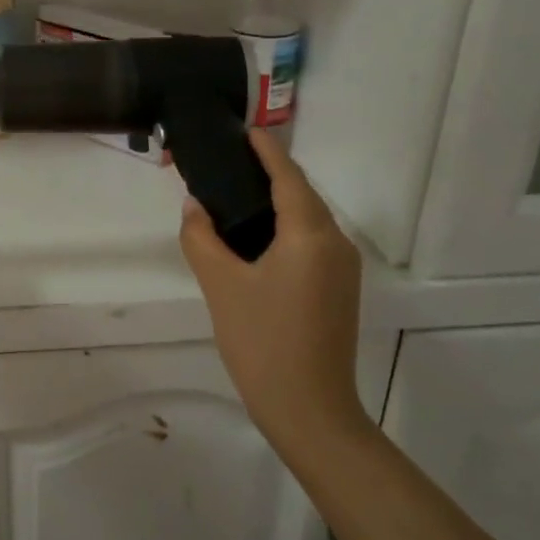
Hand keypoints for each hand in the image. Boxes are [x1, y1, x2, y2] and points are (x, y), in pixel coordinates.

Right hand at [179, 129, 366, 443]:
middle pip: (301, 193)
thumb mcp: (220, 285)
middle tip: (226, 163)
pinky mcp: (339, 288)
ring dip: (276, 201)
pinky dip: (284, 226)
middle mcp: (335, 242)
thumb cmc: (262, 341)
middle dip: (268, 173)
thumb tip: (196, 207)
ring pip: (307, 218)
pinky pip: (310, 241)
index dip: (267, 150)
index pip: (288, 176)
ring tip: (234, 193)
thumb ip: (201, 237)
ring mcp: (342, 268)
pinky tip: (254, 236)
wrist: (310, 410)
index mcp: (309, 234)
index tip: (244, 129)